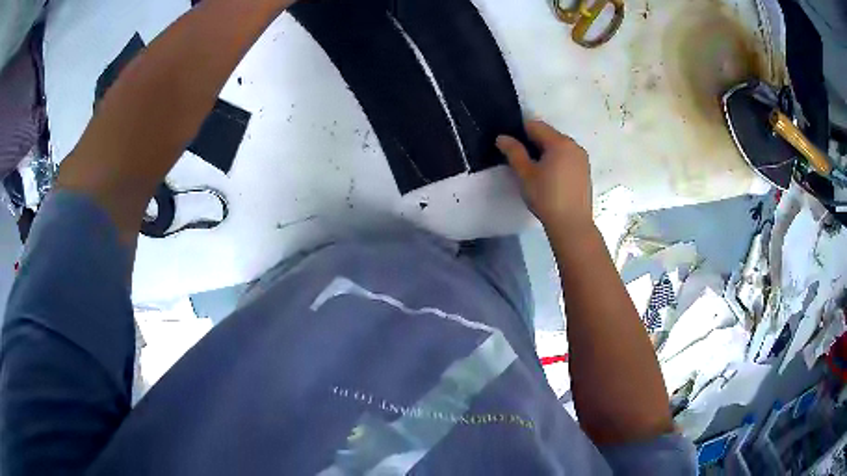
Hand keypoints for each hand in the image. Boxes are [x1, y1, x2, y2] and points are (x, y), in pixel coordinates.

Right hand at [496, 120, 592, 234]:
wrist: (572, 224)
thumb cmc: (546, 197)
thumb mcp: (525, 174)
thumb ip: (513, 152)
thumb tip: (502, 137)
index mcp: (560, 142)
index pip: (536, 126)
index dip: (520, 132)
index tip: (510, 146)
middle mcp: (574, 145)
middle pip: (549, 135)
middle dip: (534, 142)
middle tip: (521, 160)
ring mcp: (582, 158)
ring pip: (559, 147)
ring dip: (546, 152)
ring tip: (535, 171)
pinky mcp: (585, 171)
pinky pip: (567, 158)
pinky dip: (557, 161)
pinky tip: (550, 178)